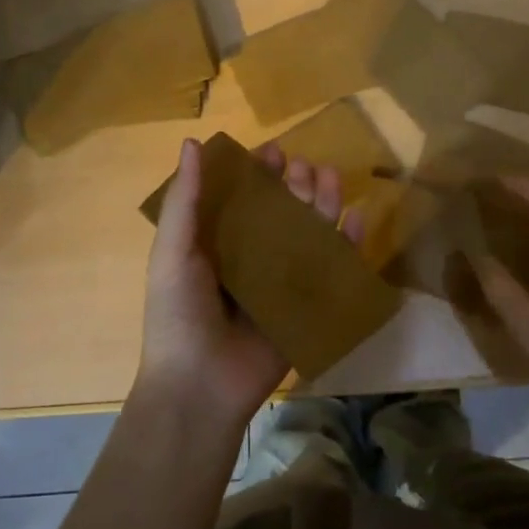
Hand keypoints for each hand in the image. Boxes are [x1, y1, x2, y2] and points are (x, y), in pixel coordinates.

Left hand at [138, 138, 364, 432]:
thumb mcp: (173, 252)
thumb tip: (192, 142)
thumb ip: (184, 200)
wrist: (199, 386)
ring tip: (331, 178)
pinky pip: (332, 270)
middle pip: (282, 211)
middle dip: (296, 184)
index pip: (243, 198)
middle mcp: (252, 257)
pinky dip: (347, 245)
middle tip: (304, 168)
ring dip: (323, 203)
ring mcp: (282, 282)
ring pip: (310, 234)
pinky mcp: (306, 306)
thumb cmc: (179, 314)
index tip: (273, 152)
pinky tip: (355, 220)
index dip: (258, 173)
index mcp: (218, 243)